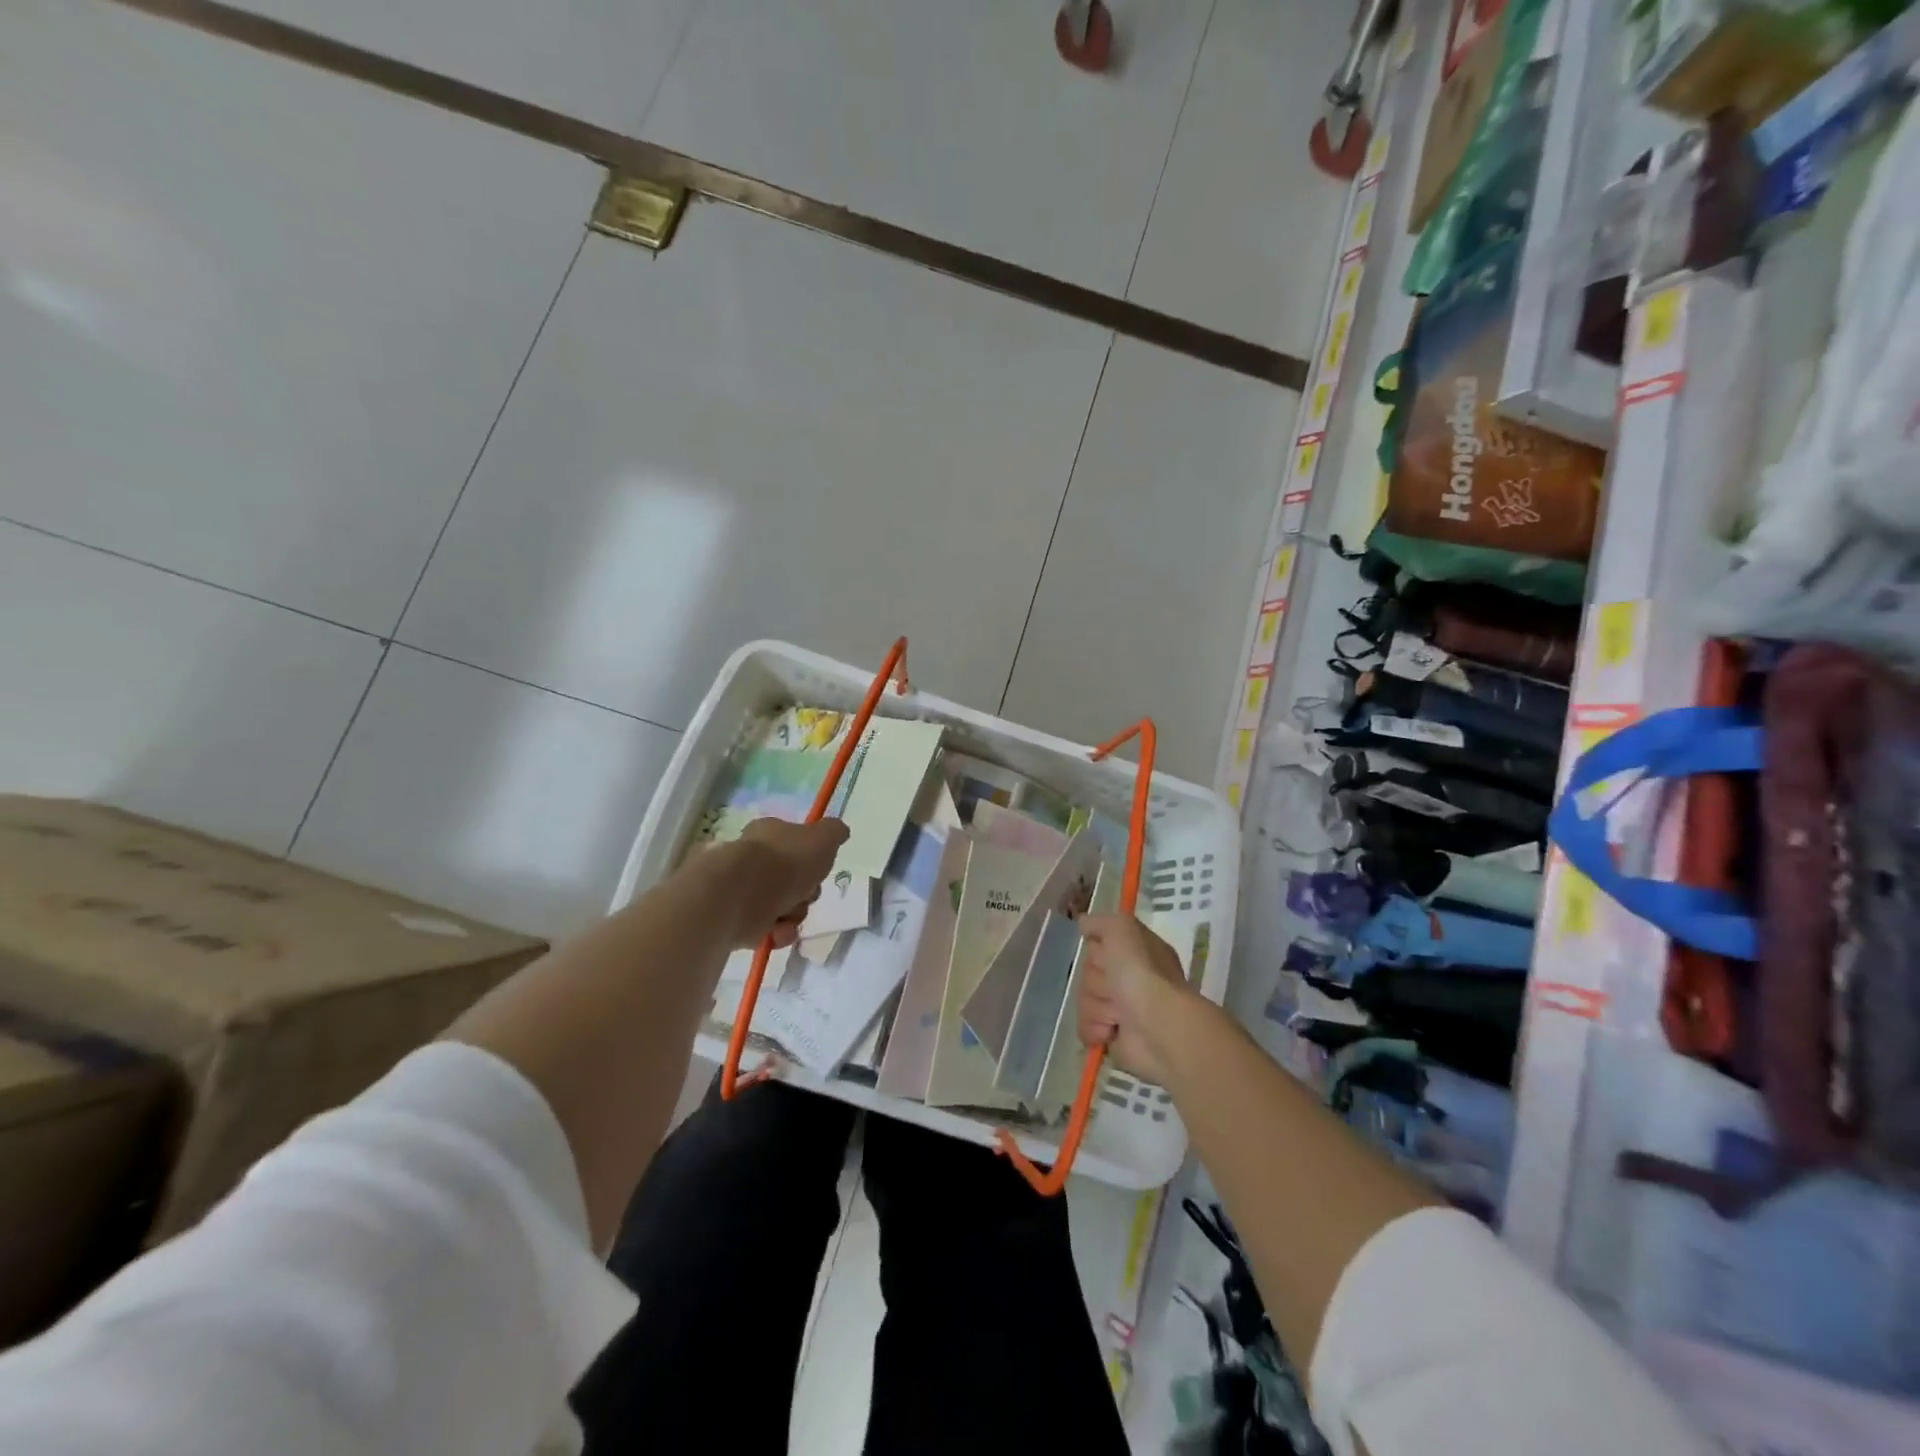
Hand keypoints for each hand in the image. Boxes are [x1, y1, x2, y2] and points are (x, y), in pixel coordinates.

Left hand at [726, 818, 849, 948]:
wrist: (740, 895)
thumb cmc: (785, 861)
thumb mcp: (823, 838)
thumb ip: (834, 832)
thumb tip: (840, 831)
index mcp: (769, 834)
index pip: (795, 842)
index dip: (812, 857)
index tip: (820, 867)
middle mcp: (755, 860)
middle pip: (794, 879)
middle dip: (807, 892)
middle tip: (807, 893)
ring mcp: (744, 891)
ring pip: (784, 906)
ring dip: (794, 914)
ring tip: (788, 916)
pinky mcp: (737, 920)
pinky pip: (769, 929)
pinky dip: (778, 932)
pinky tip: (777, 931)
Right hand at [1077, 914, 1192, 1085]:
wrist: (1158, 1026)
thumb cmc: (1141, 973)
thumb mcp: (1122, 929)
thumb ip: (1100, 922)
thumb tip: (1083, 923)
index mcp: (1135, 952)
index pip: (1098, 945)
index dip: (1098, 951)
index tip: (1106, 954)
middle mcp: (1130, 978)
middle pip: (1088, 973)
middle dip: (1096, 981)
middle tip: (1115, 987)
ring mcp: (1121, 1008)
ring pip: (1084, 1000)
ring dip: (1097, 1007)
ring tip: (1118, 1015)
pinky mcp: (1113, 1036)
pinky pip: (1085, 1027)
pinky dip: (1094, 1029)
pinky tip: (1110, 1031)